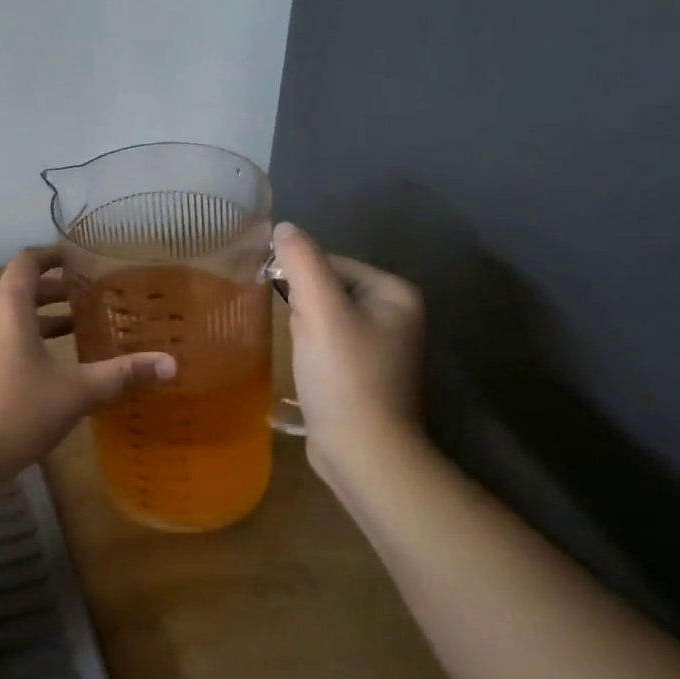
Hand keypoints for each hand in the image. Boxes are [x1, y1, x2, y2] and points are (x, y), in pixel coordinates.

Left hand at [0, 247, 175, 493]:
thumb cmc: (13, 412)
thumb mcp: (73, 393)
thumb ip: (120, 375)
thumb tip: (171, 365)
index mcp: (6, 308)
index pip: (27, 262)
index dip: (52, 255)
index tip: (78, 258)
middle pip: (19, 290)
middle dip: (53, 291)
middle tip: (88, 298)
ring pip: (7, 318)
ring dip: (38, 319)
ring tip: (74, 331)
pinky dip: (21, 339)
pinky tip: (45, 368)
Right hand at [273, 222, 425, 481]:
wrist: (363, 452)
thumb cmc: (344, 375)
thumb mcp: (319, 310)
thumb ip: (301, 261)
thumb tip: (283, 226)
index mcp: (394, 292)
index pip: (330, 262)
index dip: (299, 280)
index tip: (288, 308)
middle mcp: (396, 313)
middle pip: (327, 288)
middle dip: (301, 305)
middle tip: (296, 334)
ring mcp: (383, 345)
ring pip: (324, 316)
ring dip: (302, 327)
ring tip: (298, 352)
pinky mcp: (365, 372)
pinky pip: (328, 342)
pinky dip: (310, 348)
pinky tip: (303, 367)